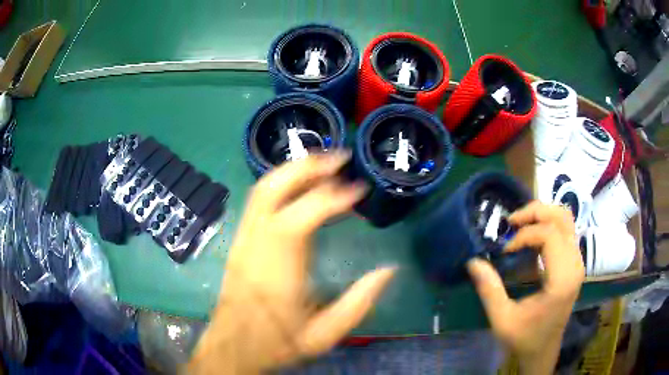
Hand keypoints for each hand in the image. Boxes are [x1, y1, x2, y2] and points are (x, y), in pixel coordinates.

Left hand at [188, 153, 396, 373]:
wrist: (231, 346)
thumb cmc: (276, 342)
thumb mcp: (323, 334)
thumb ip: (358, 304)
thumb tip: (388, 271)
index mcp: (278, 267)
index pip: (304, 214)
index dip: (334, 195)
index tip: (359, 189)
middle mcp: (256, 243)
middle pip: (274, 188)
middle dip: (307, 166)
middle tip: (339, 157)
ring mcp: (243, 239)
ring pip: (262, 189)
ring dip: (293, 169)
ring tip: (323, 163)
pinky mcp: (239, 241)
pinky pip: (257, 200)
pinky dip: (280, 183)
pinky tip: (298, 185)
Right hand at [466, 201, 584, 374]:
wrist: (544, 351)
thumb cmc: (525, 339)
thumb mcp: (502, 320)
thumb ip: (489, 290)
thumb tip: (473, 261)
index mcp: (562, 279)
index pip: (549, 235)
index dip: (524, 235)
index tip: (504, 250)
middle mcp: (575, 264)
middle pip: (562, 218)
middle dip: (535, 213)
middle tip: (511, 222)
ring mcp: (577, 262)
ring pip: (566, 219)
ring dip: (542, 215)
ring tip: (520, 225)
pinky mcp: (574, 263)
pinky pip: (565, 231)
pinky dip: (547, 225)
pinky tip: (531, 237)